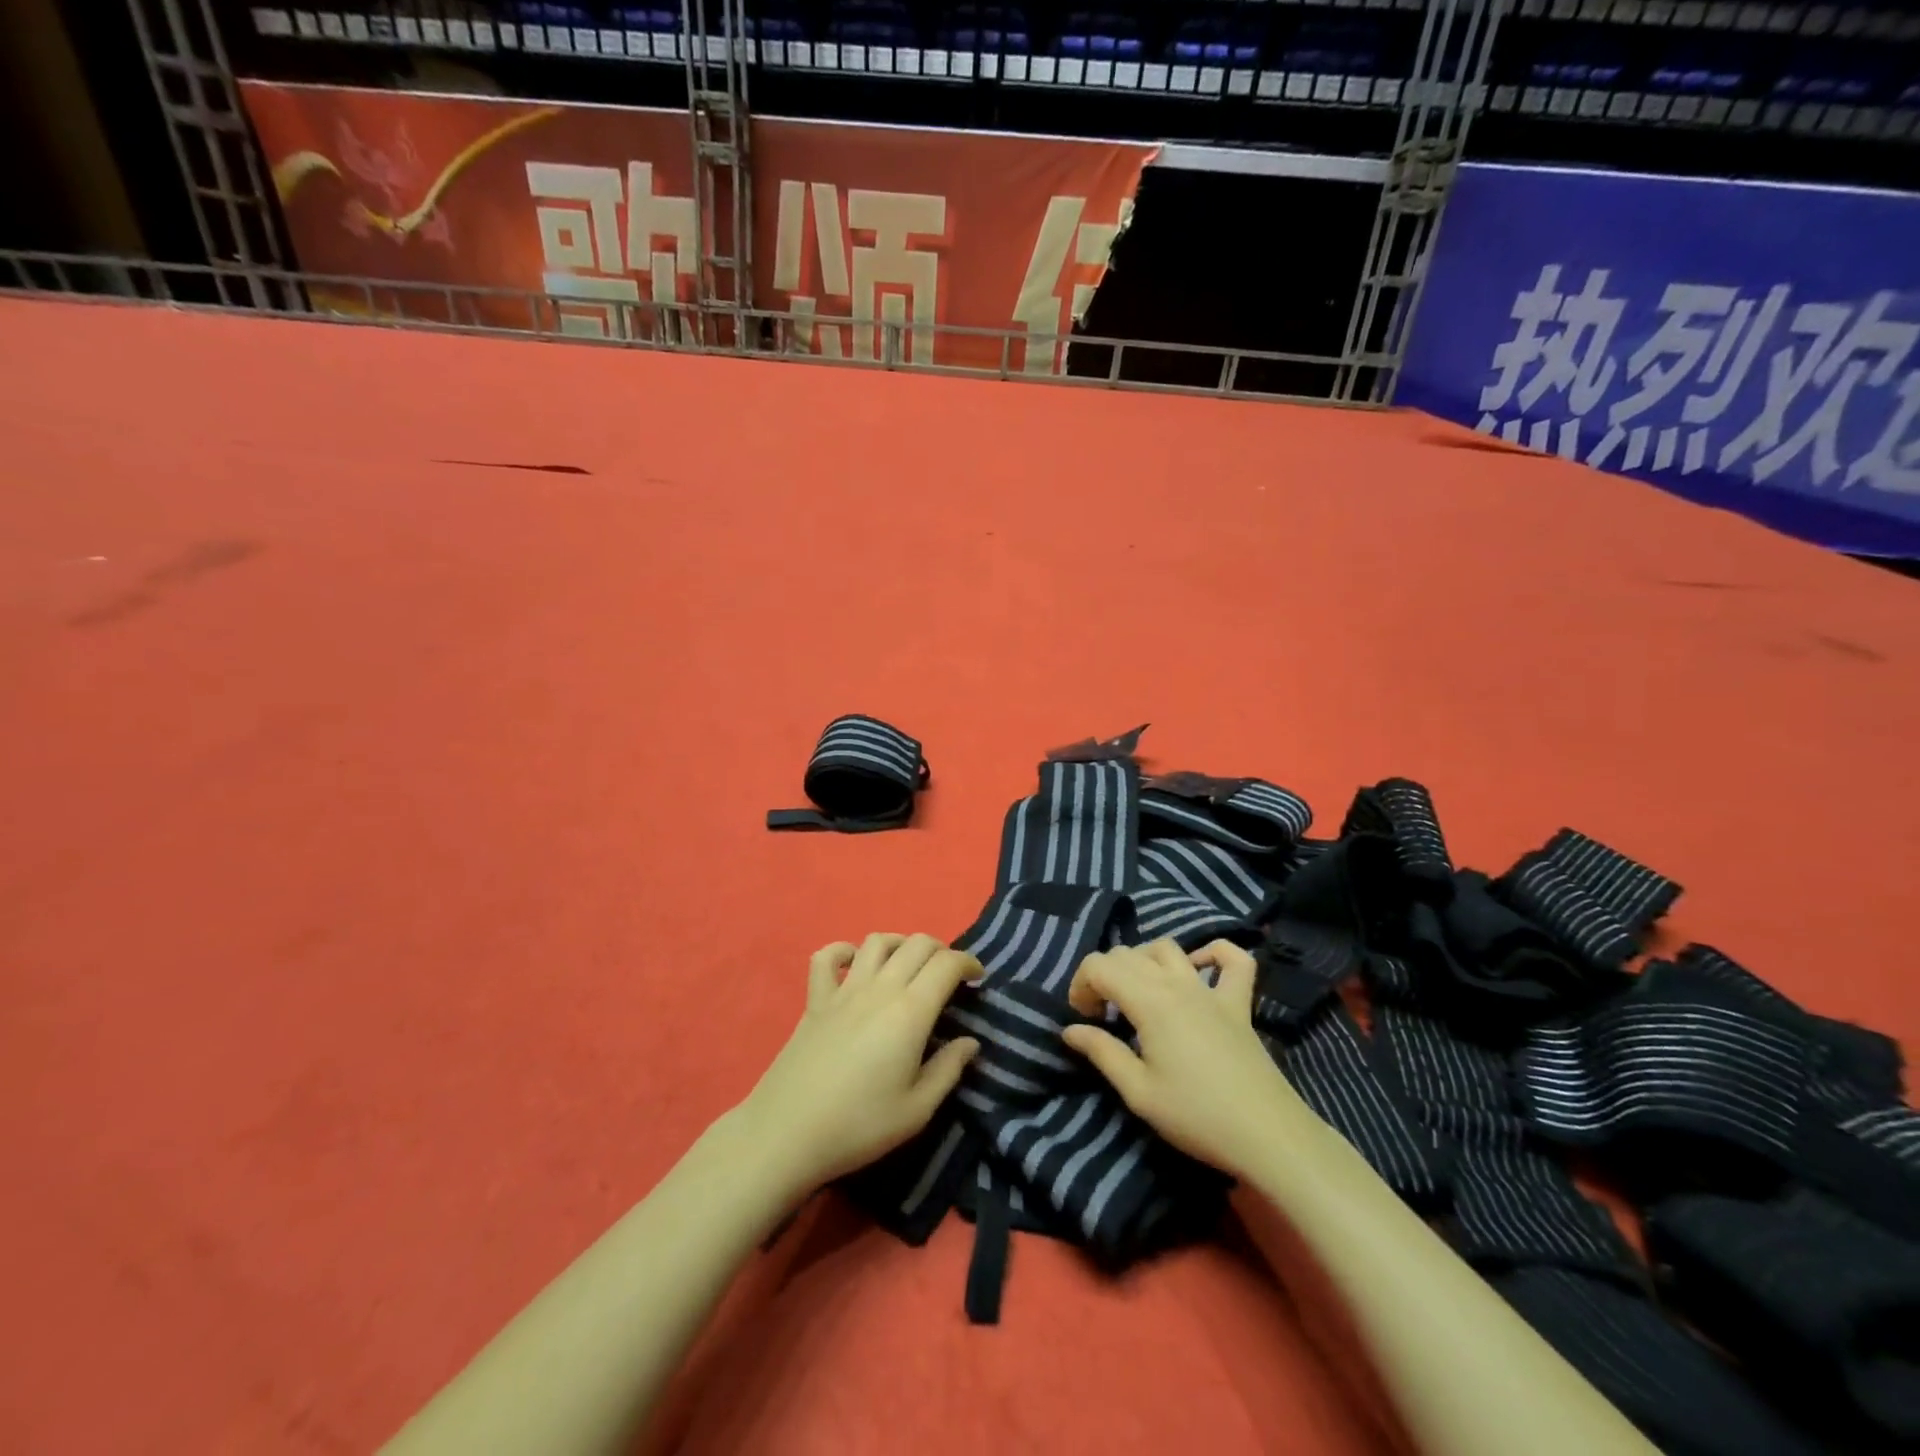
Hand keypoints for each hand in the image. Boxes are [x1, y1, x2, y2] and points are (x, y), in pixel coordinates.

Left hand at [736, 933, 983, 1196]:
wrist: (787, 1133)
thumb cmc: (859, 1125)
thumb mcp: (917, 1110)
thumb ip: (948, 1070)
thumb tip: (971, 1041)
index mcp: (910, 1012)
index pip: (946, 964)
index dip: (968, 962)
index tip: (978, 978)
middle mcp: (879, 989)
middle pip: (916, 943)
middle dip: (941, 950)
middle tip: (949, 975)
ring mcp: (843, 990)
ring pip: (877, 941)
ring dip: (900, 944)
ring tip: (908, 966)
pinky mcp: (815, 1000)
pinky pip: (827, 957)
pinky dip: (845, 951)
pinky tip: (855, 966)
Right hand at [1061, 939, 1314, 1179]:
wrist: (1268, 1136)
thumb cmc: (1196, 1116)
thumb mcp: (1138, 1092)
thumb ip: (1102, 1053)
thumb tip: (1070, 1030)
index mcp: (1149, 1001)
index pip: (1099, 965)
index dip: (1080, 985)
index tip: (1083, 1020)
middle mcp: (1177, 983)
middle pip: (1128, 953)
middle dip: (1104, 975)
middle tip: (1103, 1015)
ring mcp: (1211, 989)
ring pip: (1168, 947)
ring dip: (1143, 960)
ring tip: (1138, 993)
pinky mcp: (1238, 1004)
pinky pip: (1232, 959)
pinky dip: (1212, 954)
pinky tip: (1197, 970)